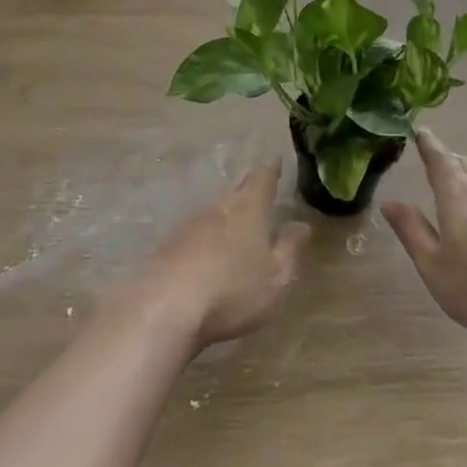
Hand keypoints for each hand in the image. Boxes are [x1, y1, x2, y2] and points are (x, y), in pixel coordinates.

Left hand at [140, 163, 308, 348]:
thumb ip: (289, 249)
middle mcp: (217, 209)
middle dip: (247, 187)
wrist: (165, 306)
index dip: (270, 171)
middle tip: (255, 183)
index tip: (274, 161)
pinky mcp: (167, 246)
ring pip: (212, 210)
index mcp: (248, 210)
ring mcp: (188, 226)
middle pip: (235, 191)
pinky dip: (204, 234)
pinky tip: (205, 246)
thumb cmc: (232, 289)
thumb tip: (301, 225)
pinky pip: (193, 232)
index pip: (261, 180)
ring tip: (233, 214)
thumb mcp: (275, 276)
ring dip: (224, 211)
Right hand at [381, 129, 466, 349]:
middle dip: (448, 158)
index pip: (441, 162)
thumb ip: (412, 230)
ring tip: (456, 179)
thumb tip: (390, 202)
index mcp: (458, 199)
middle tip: (435, 154)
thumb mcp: (433, 265)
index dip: (430, 146)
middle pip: (465, 167)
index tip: (422, 131)